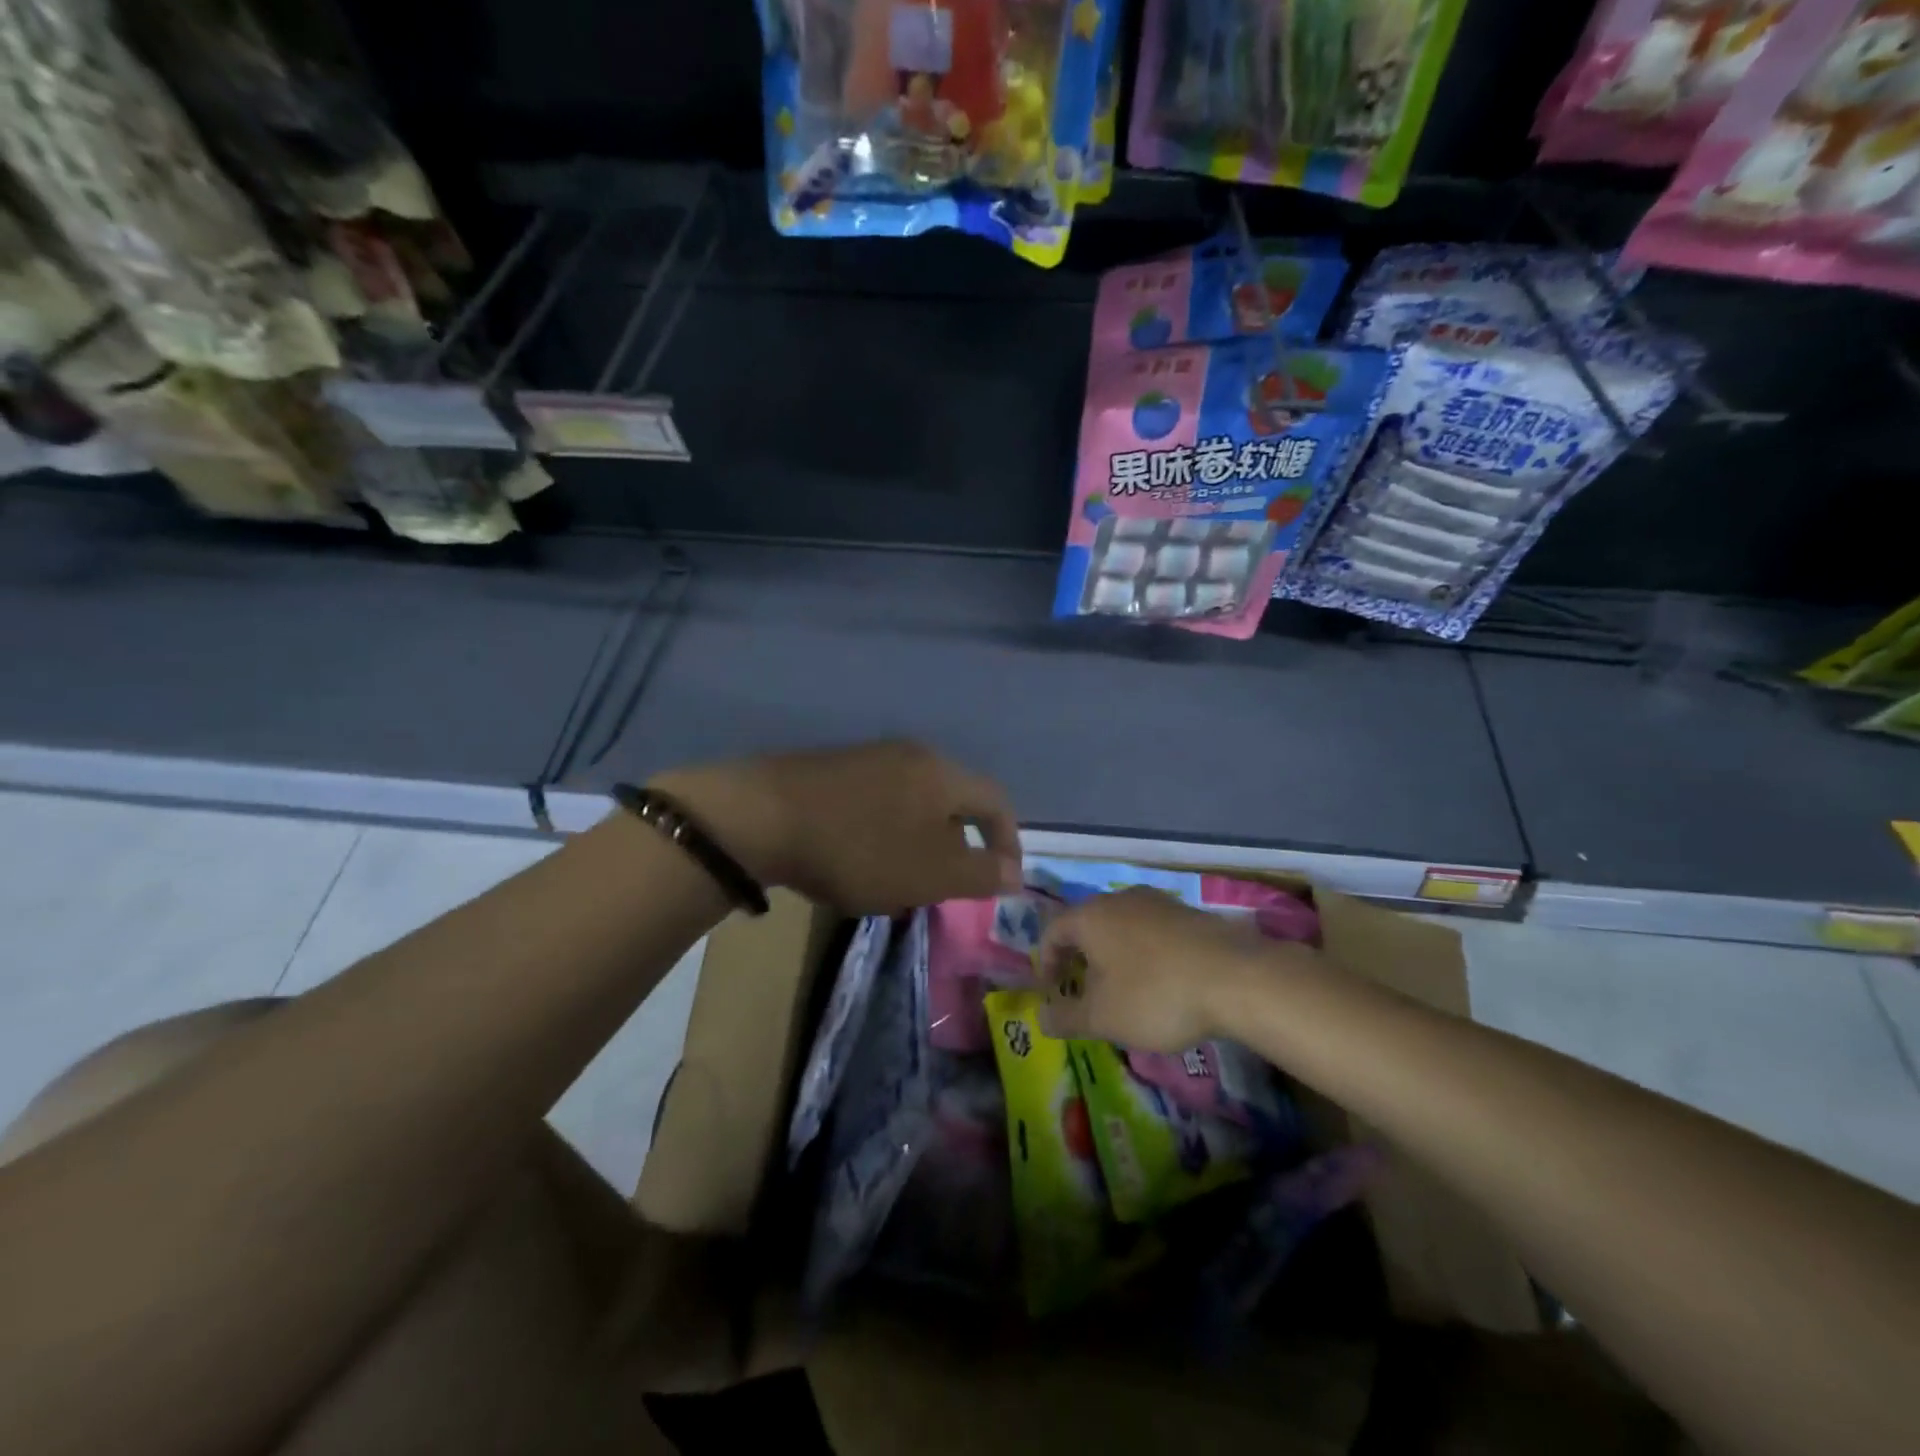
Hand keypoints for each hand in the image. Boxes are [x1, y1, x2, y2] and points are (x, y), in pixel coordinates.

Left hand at [652, 740, 1021, 913]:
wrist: (761, 817)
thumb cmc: (860, 848)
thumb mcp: (929, 874)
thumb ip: (979, 874)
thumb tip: (1015, 872)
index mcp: (942, 774)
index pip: (995, 801)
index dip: (1008, 841)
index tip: (1003, 880)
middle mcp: (911, 755)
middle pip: (953, 800)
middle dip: (958, 846)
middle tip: (948, 886)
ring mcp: (868, 758)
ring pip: (913, 803)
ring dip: (919, 843)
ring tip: (902, 881)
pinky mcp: (833, 769)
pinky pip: (878, 802)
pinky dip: (885, 834)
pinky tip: (860, 861)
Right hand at [1036, 887, 1285, 1050]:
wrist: (1235, 977)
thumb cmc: (1154, 994)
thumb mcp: (1102, 1017)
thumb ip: (1066, 1017)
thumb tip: (1041, 1018)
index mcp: (1090, 916)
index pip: (1052, 931)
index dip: (1045, 961)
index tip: (1052, 991)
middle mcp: (1119, 899)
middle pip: (1087, 925)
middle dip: (1080, 958)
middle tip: (1084, 992)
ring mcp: (1158, 902)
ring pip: (1122, 926)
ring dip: (1114, 955)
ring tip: (1123, 990)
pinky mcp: (1189, 913)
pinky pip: (1152, 931)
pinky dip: (1144, 954)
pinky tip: (1161, 982)